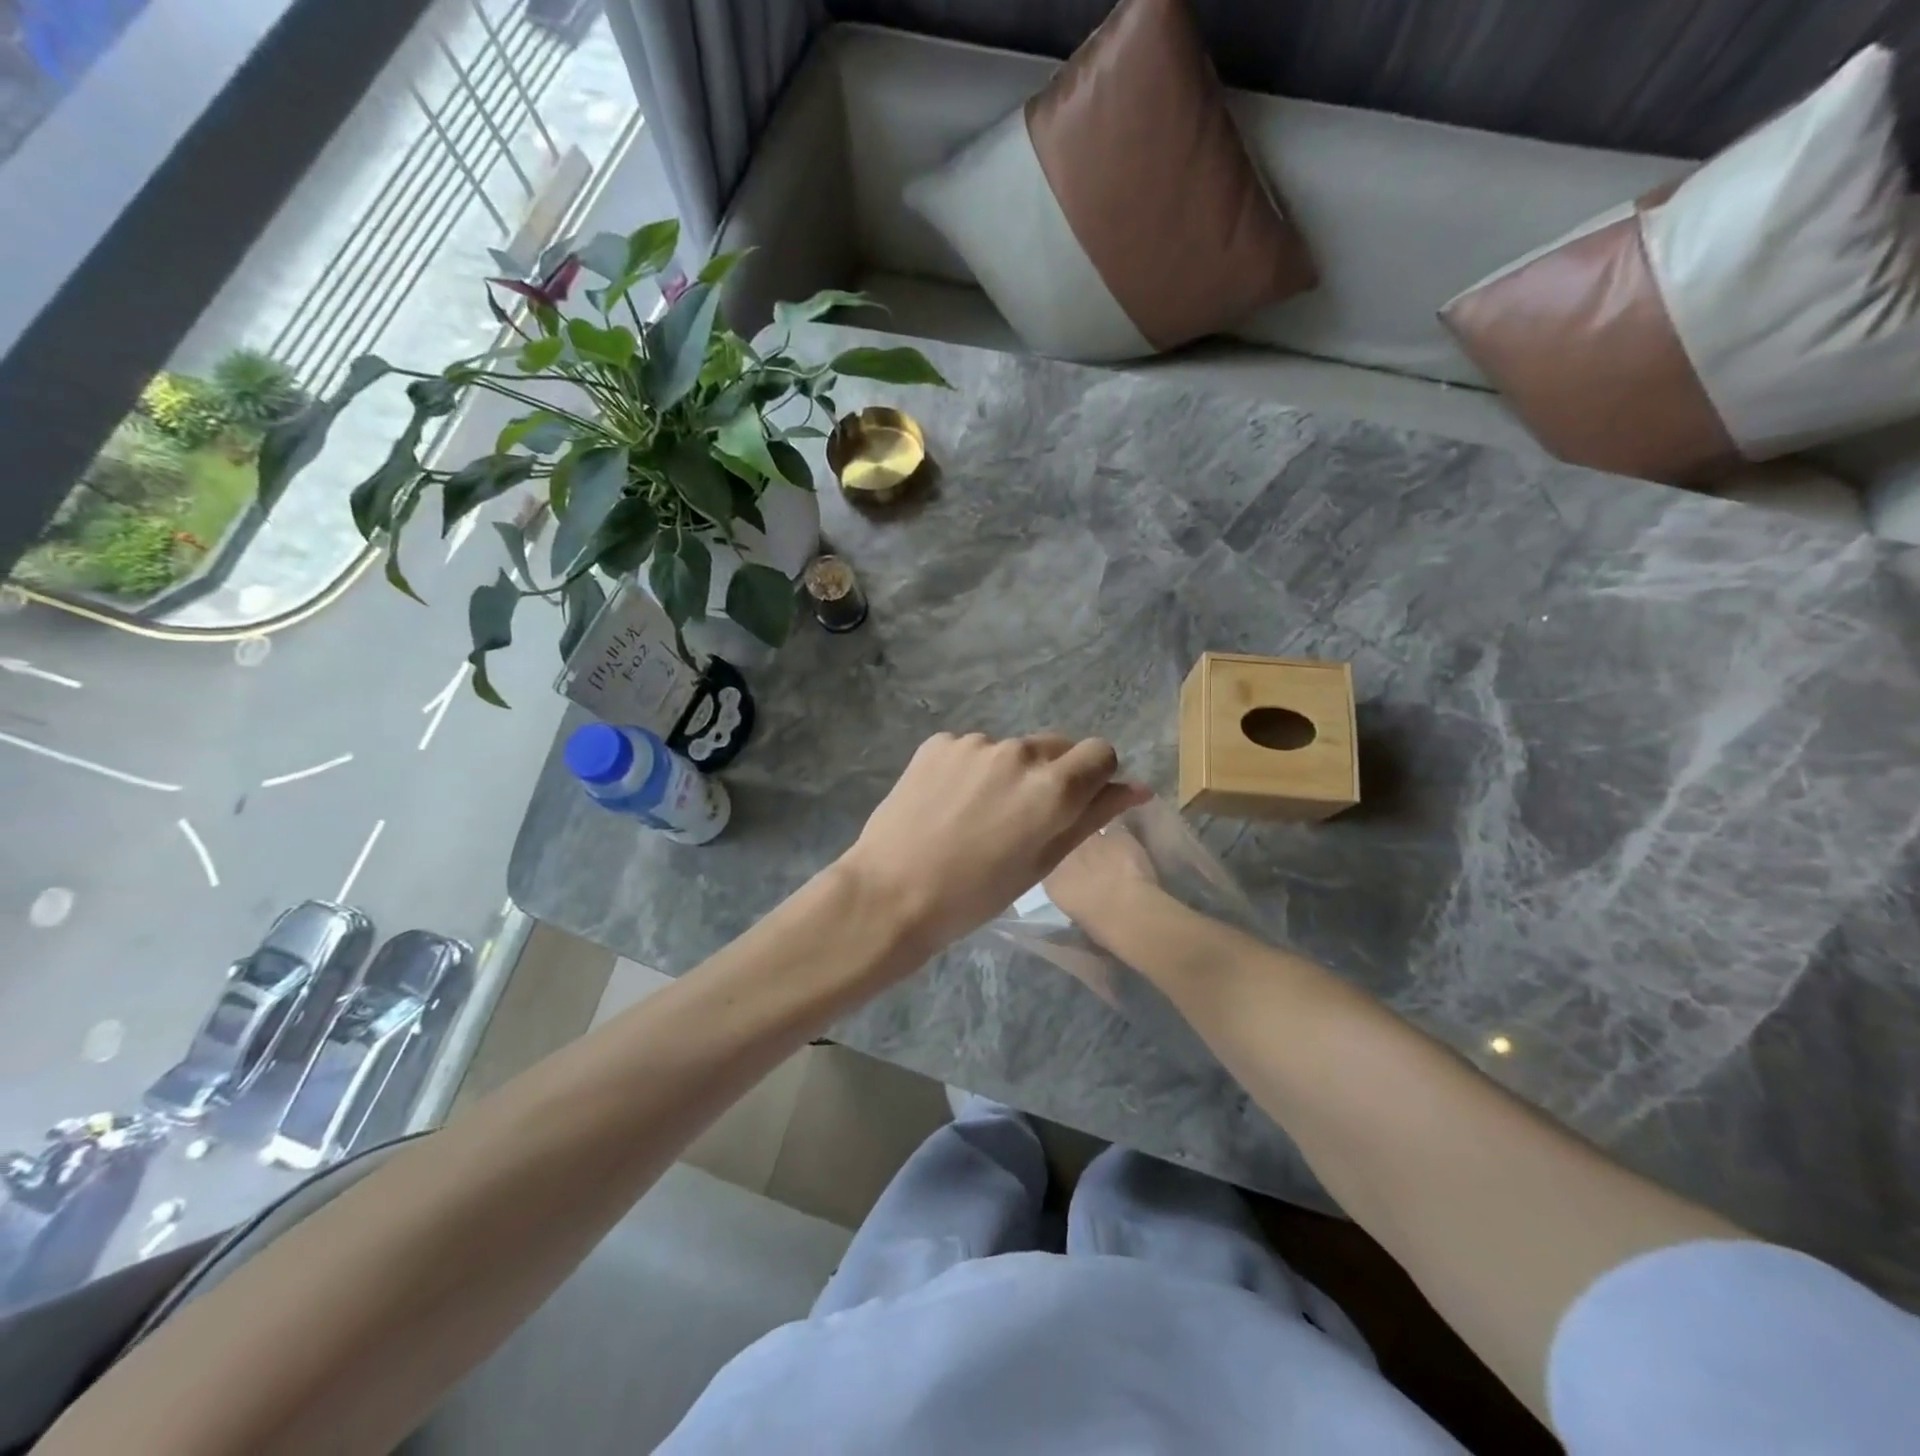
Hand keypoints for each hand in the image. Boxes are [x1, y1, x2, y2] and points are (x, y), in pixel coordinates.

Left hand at [837, 732, 1149, 956]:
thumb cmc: (975, 894)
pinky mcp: (939, 742)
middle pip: (1056, 747)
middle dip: (1052, 774)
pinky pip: (972, 750)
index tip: (1075, 803)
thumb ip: (1092, 817)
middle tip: (1022, 817)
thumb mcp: (1043, 862)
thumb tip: (1136, 788)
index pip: (1101, 752)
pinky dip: (971, 770)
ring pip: (1011, 750)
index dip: (1095, 777)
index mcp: (1053, 786)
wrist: (891, 893)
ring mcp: (975, 742)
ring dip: (1008, 772)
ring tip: (976, 815)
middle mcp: (1018, 752)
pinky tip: (948, 804)